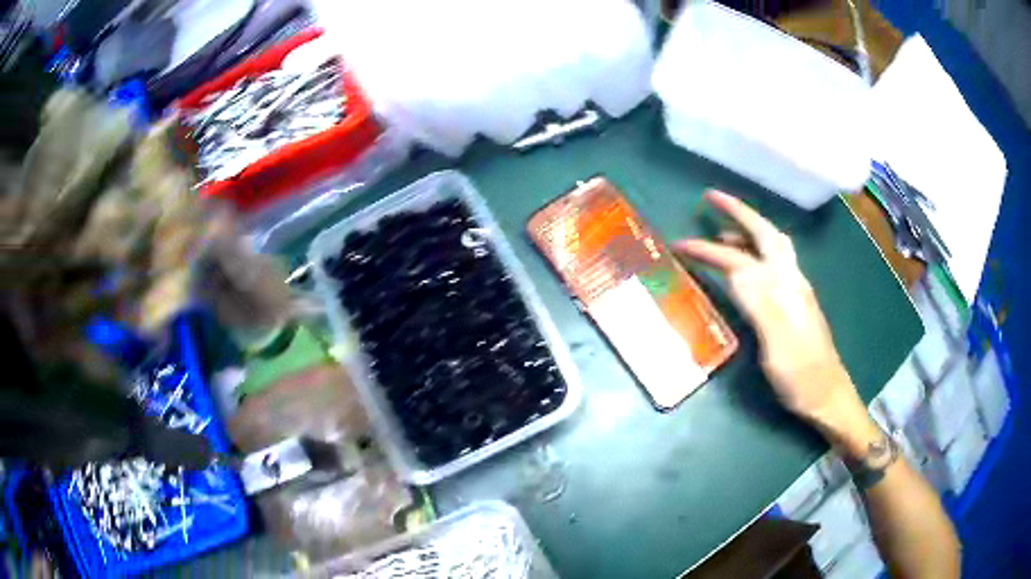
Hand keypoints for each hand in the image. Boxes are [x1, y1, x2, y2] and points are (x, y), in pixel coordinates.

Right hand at [674, 191, 867, 432]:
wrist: (826, 396)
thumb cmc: (801, 375)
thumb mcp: (778, 344)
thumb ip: (760, 304)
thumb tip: (734, 271)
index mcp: (785, 288)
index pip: (742, 259)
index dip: (710, 249)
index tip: (680, 243)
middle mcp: (791, 281)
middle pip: (765, 236)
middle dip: (739, 213)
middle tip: (712, 199)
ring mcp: (794, 292)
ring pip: (770, 250)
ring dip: (746, 233)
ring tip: (721, 232)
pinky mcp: (793, 305)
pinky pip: (770, 267)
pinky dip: (753, 255)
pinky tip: (743, 269)